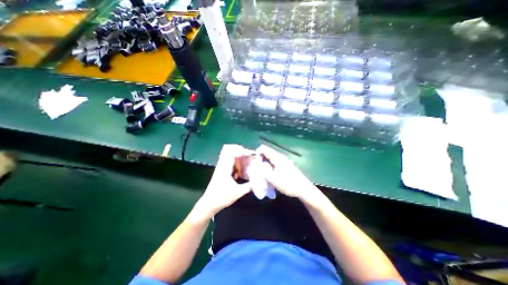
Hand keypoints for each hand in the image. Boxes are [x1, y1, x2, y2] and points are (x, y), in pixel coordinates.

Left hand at [197, 145, 255, 217]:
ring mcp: (221, 166)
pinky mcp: (222, 170)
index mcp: (224, 168)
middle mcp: (222, 164)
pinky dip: (237, 162)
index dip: (242, 151)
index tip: (251, 155)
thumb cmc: (221, 198)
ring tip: (247, 162)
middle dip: (241, 150)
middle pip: (230, 149)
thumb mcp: (237, 193)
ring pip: (230, 154)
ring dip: (239, 156)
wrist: (209, 204)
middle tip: (249, 156)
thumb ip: (249, 186)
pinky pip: (230, 161)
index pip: (232, 152)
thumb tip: (259, 180)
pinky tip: (242, 170)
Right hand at [256, 146, 318, 200]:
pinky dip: (266, 168)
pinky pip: (271, 165)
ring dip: (261, 166)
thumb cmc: (290, 185)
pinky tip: (265, 176)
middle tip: (253, 170)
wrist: (304, 190)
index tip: (252, 163)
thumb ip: (263, 172)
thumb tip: (252, 166)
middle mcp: (279, 157)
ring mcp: (281, 162)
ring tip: (258, 174)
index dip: (256, 153)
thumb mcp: (275, 180)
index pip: (263, 148)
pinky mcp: (282, 167)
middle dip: (258, 161)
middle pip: (265, 154)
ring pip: (267, 160)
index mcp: (278, 157)